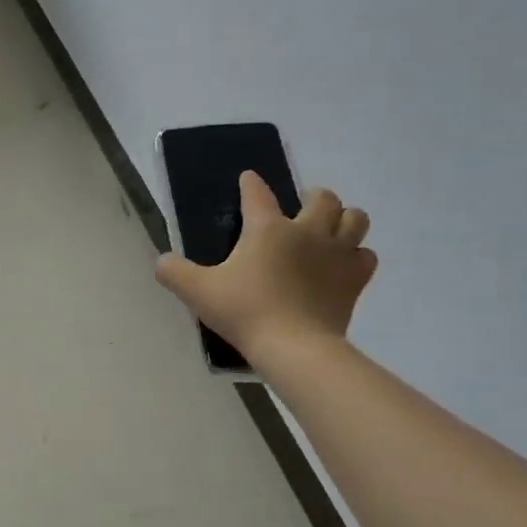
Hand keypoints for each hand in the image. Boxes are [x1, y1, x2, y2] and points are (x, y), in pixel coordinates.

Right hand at [155, 175, 376, 362]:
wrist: (293, 347)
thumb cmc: (245, 312)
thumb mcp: (197, 292)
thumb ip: (174, 272)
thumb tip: (161, 261)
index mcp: (268, 229)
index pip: (258, 194)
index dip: (251, 184)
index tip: (248, 179)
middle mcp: (307, 232)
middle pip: (323, 198)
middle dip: (314, 197)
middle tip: (302, 209)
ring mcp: (337, 254)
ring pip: (355, 219)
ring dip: (344, 219)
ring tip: (331, 229)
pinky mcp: (355, 280)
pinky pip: (365, 256)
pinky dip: (356, 255)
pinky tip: (344, 265)